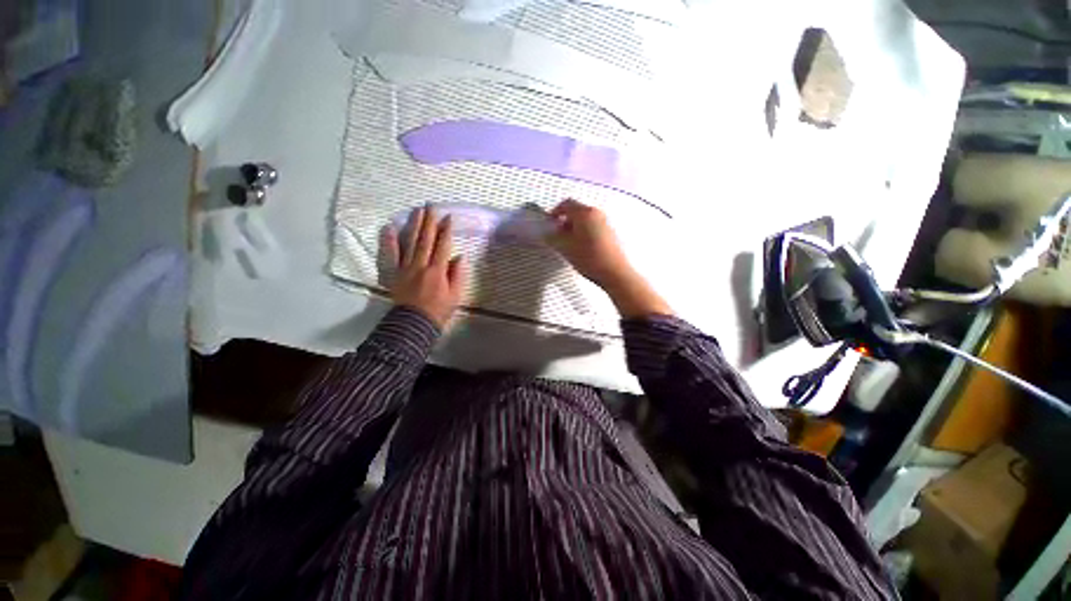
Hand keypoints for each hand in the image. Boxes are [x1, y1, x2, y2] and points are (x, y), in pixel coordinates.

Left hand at [386, 206, 465, 327]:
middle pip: (426, 240)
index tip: (448, 217)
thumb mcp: (455, 296)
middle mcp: (421, 264)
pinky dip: (390, 240)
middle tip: (431, 206)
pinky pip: (392, 254)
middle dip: (429, 221)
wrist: (413, 324)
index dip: (446, 230)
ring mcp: (406, 267)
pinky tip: (390, 227)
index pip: (443, 246)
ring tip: (417, 211)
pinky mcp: (395, 272)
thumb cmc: (438, 311)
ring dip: (415, 225)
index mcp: (437, 270)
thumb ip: (458, 275)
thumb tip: (460, 257)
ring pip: (411, 242)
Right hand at [548, 199, 672, 317]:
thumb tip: (548, 232)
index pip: (566, 204)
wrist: (615, 272)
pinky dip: (584, 232)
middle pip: (576, 211)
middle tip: (557, 235)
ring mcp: (605, 222)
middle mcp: (596, 213)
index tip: (549, 224)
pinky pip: (593, 227)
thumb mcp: (565, 248)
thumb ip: (553, 237)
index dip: (555, 212)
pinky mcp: (610, 233)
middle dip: (564, 221)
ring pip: (585, 220)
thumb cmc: (589, 258)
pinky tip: (581, 248)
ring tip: (568, 244)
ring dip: (574, 228)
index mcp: (585, 213)